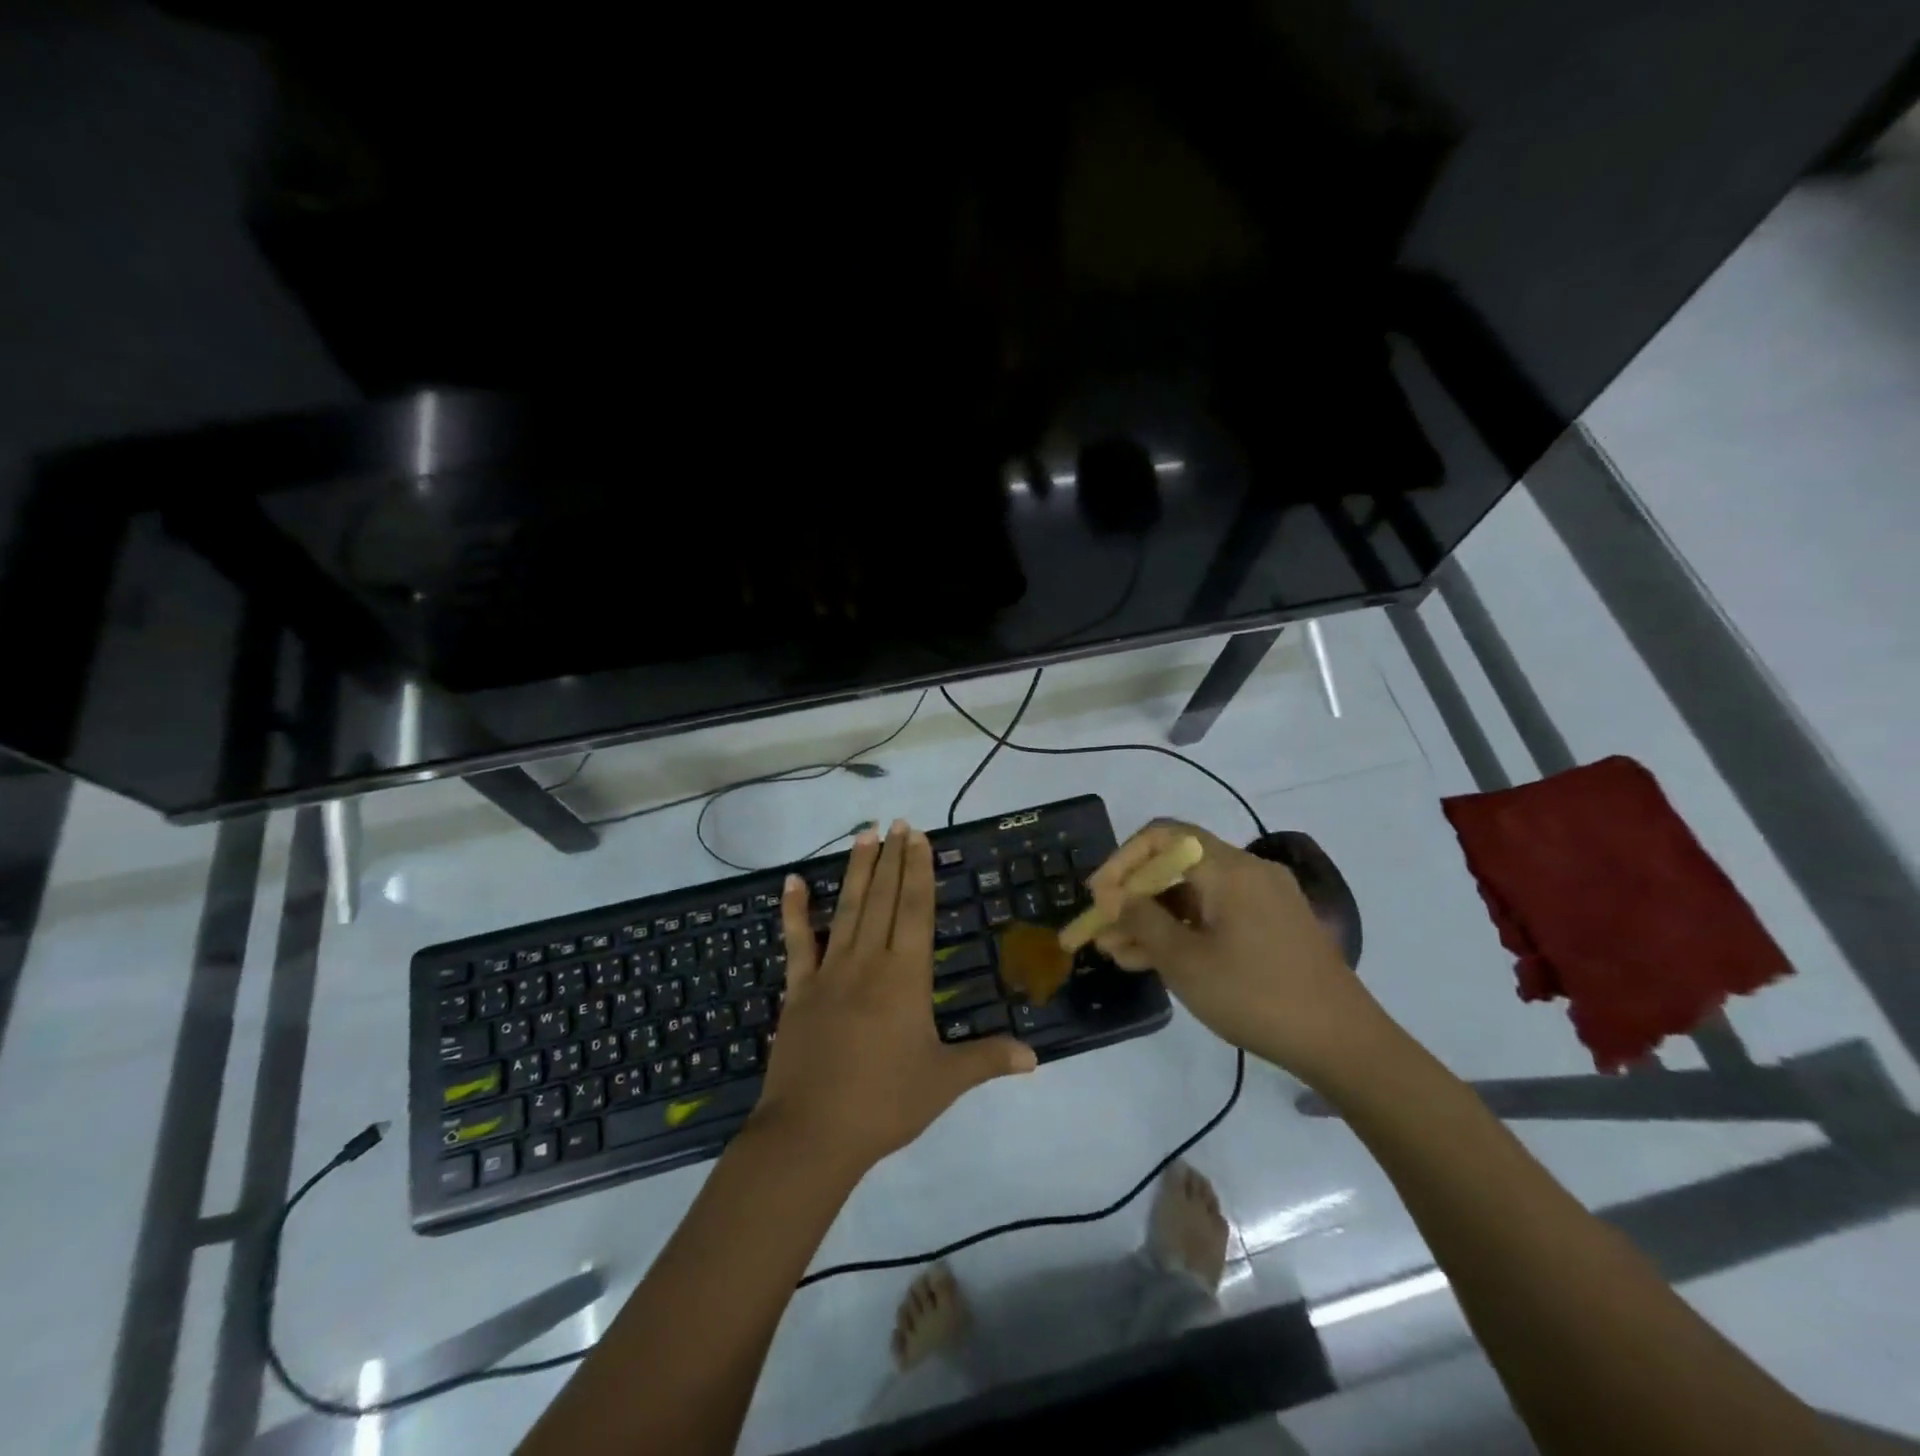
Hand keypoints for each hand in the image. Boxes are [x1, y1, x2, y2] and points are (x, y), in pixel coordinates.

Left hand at [755, 819, 1037, 1173]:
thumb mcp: (944, 1082)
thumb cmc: (885, 1103)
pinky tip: (792, 882)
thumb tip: (1035, 1058)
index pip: (915, 909)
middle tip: (897, 821)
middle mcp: (868, 962)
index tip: (918, 836)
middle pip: (884, 898)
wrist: (811, 1133)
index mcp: (905, 977)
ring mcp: (829, 972)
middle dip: (892, 858)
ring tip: (863, 834)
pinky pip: (797, 942)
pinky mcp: (798, 990)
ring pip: (847, 909)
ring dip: (857, 870)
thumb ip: (988, 1060)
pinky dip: (794, 911)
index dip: (918, 870)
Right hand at [1087, 821, 1384, 1083]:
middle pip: (1176, 866)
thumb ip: (1142, 920)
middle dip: (1133, 896)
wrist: (1343, 1044)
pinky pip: (1215, 916)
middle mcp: (1248, 872)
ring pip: (1193, 895)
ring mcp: (1263, 900)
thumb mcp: (1185, 961)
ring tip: (1116, 951)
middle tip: (1100, 929)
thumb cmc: (1256, 996)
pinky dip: (1183, 931)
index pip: (1164, 836)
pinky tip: (1152, 960)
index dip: (1123, 859)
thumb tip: (1113, 894)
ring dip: (1153, 918)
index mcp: (1229, 868)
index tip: (1099, 895)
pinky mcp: (1272, 927)